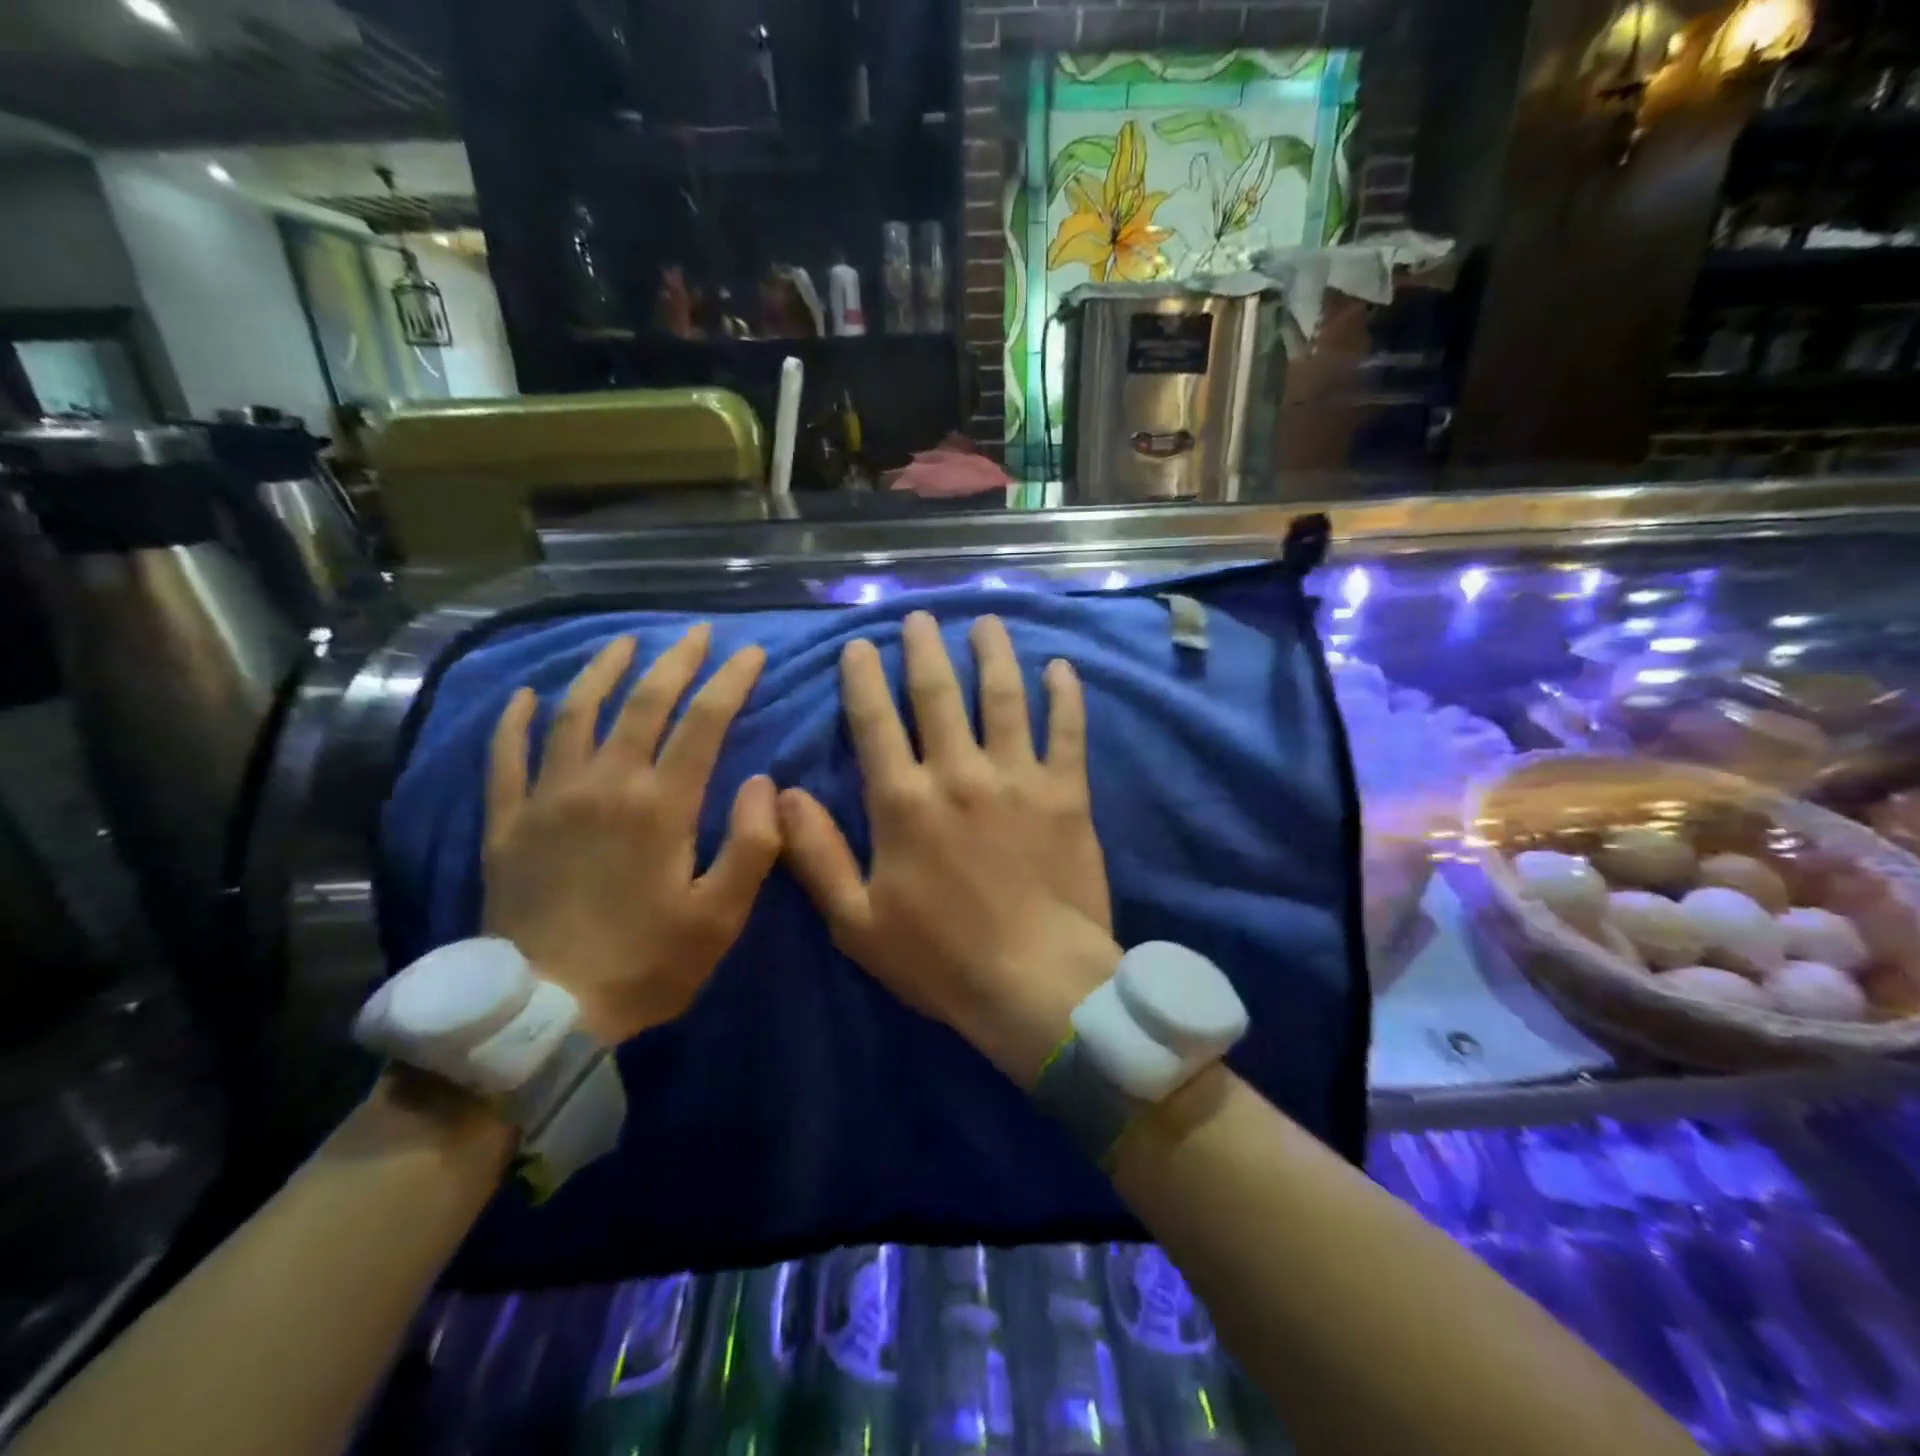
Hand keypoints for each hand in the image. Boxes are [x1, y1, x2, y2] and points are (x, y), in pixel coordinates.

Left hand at [482, 624, 779, 1044]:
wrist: (545, 1013)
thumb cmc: (647, 963)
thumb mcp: (721, 916)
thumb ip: (753, 844)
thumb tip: (765, 781)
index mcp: (660, 806)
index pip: (703, 721)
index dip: (731, 680)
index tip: (752, 652)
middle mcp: (604, 785)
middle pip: (642, 702)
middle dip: (675, 660)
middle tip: (695, 632)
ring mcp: (547, 799)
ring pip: (574, 714)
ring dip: (602, 670)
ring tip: (625, 642)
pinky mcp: (508, 824)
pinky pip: (506, 758)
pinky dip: (515, 721)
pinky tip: (526, 696)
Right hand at [779, 612, 1120, 1084]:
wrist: (1037, 985)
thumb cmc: (941, 960)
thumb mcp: (856, 922)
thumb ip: (816, 854)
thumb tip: (782, 793)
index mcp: (904, 802)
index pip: (876, 722)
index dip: (863, 679)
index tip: (859, 645)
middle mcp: (959, 774)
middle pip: (938, 693)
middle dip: (924, 648)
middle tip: (920, 616)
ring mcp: (1017, 778)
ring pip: (1004, 697)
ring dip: (993, 653)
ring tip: (985, 621)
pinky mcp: (1066, 793)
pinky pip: (1068, 731)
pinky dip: (1065, 695)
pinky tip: (1060, 666)